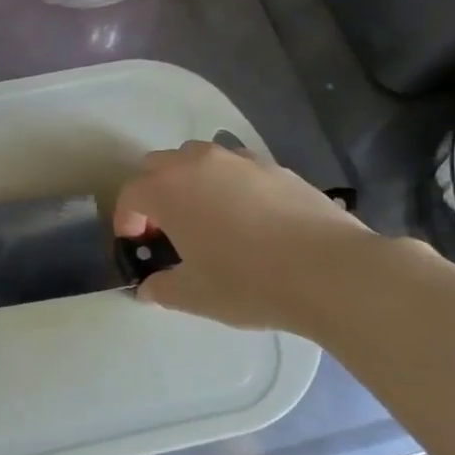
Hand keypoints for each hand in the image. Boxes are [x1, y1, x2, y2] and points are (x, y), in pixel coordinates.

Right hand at [113, 140, 363, 330]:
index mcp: (168, 190)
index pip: (131, 195)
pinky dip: (229, 184)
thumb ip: (162, 289)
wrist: (328, 270)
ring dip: (190, 181)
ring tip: (207, 217)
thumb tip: (148, 289)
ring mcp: (239, 160)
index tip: (136, 245)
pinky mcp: (275, 166)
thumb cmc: (247, 282)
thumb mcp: (195, 295)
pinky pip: (237, 167)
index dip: (126, 220)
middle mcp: (198, 163)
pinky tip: (249, 218)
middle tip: (166, 229)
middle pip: (159, 165)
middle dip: (153, 193)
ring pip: (199, 158)